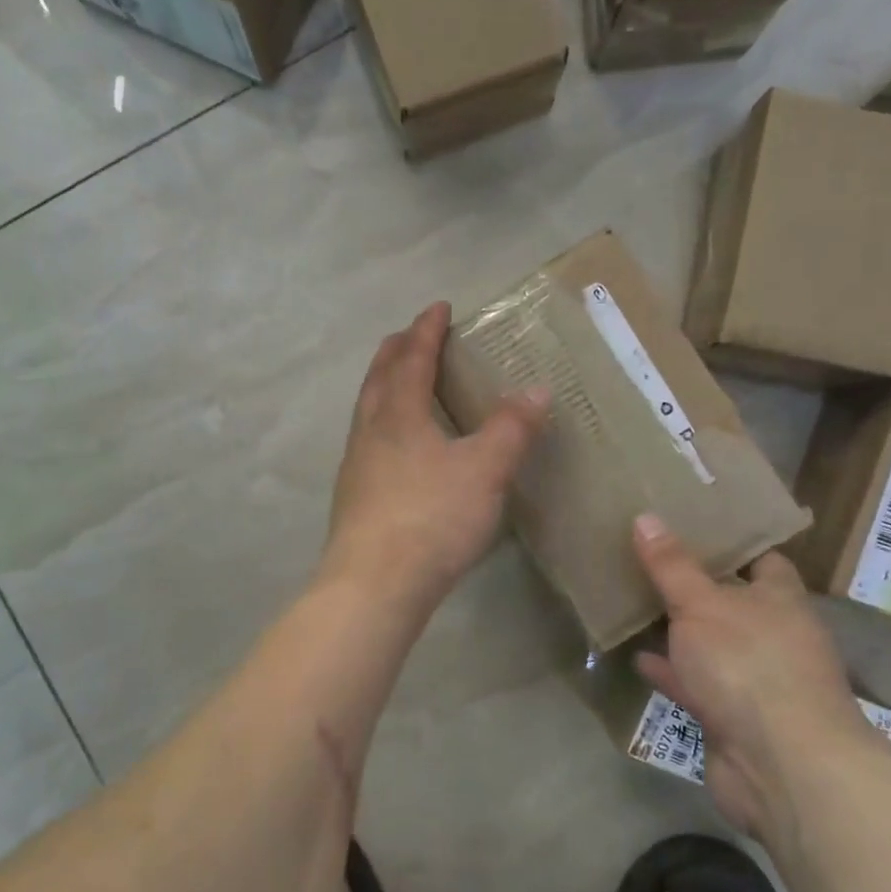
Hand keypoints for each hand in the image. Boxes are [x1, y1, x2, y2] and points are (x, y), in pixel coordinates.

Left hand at [324, 303, 549, 610]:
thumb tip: (536, 390)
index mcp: (398, 413)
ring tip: (403, 383)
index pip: (411, 358)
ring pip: (368, 409)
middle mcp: (370, 431)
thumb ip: (512, 428)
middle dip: (396, 350)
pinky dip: (383, 422)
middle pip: (379, 377)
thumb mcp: (485, 470)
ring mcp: (356, 465)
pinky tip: (397, 447)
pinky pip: (368, 440)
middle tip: (412, 335)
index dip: (426, 330)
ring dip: (385, 385)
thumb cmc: (431, 517)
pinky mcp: (354, 497)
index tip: (439, 307)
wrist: (374, 584)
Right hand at [631, 515, 882, 838]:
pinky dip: (671, 672)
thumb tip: (645, 516)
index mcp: (780, 600)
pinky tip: (638, 658)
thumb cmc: (748, 665)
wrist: (782, 766)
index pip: (762, 559)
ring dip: (680, 631)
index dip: (731, 543)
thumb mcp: (701, 604)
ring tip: (636, 604)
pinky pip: (696, 683)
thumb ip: (671, 565)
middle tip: (649, 559)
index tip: (691, 525)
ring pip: (711, 644)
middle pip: (732, 601)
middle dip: (695, 586)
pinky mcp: (733, 717)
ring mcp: (754, 679)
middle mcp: (773, 636)